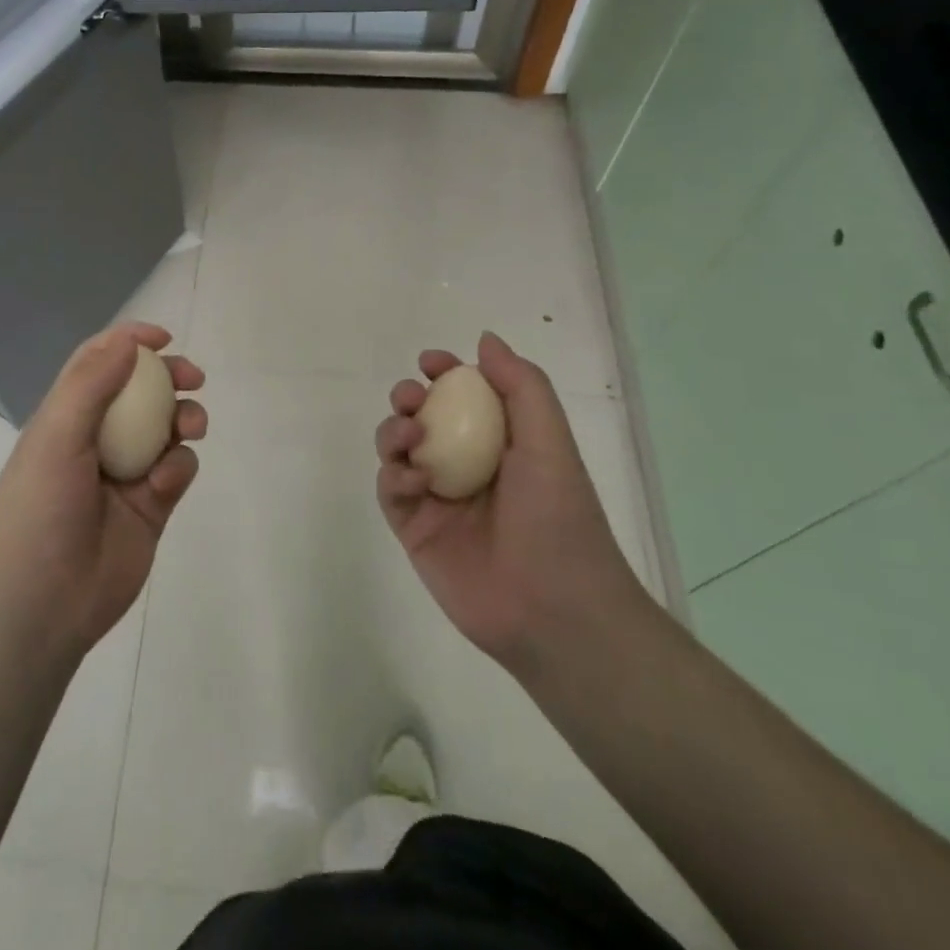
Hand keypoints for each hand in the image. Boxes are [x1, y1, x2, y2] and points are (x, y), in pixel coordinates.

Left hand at [0, 322, 205, 661]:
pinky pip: (176, 470)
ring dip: (183, 419)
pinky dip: (178, 468)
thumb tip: (126, 340)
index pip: (97, 365)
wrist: (43, 607)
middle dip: (169, 379)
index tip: (162, 338)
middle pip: (140, 393)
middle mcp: (96, 440)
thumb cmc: (39, 513)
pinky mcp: (151, 507)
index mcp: (65, 419)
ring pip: (167, 430)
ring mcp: (125, 474)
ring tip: (191, 427)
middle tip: (193, 377)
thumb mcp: (55, 438)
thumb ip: (90, 385)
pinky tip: (163, 484)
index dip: (127, 343)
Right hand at [375, 332, 644, 672]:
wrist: (554, 608)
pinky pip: (390, 489)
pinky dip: (394, 475)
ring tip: (411, 435)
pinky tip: (415, 480)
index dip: (444, 373)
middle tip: (412, 399)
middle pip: (421, 418)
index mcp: (500, 444)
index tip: (430, 362)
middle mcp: (465, 466)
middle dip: (409, 398)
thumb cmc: (559, 517)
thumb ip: (521, 386)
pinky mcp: (414, 531)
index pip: (463, 396)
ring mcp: (437, 499)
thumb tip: (485, 340)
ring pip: (397, 450)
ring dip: (394, 431)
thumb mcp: (549, 441)